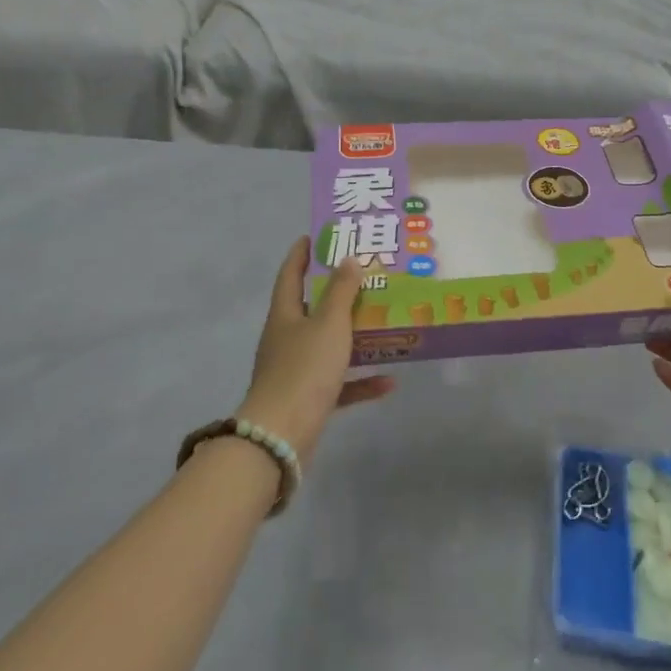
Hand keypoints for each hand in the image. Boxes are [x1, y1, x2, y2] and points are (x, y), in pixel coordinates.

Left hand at [237, 238, 394, 464]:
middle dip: (336, 293)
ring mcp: (296, 370)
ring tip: (382, 323)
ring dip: (354, 336)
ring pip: (328, 345)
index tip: (313, 236)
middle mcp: (287, 339)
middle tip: (364, 277)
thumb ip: (341, 291)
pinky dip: (362, 381)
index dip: (301, 254)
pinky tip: (389, 381)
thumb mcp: (329, 323)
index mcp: (285, 315)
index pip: (290, 275)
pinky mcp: (309, 399)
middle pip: (311, 309)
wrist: (281, 434)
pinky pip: (339, 384)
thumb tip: (348, 259)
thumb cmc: (305, 368)